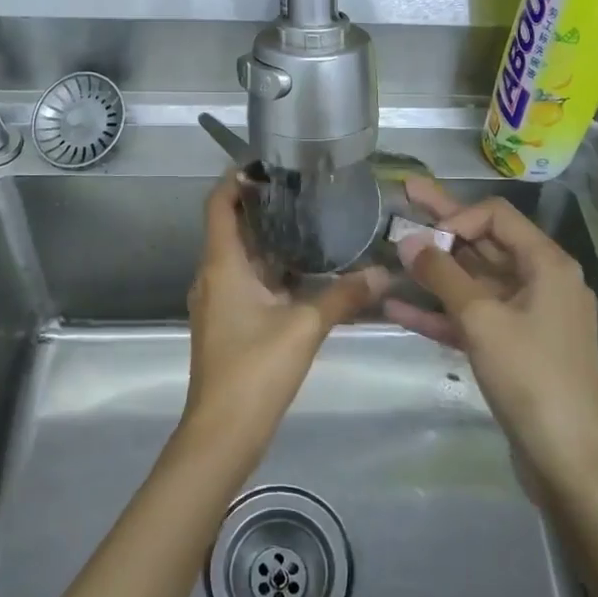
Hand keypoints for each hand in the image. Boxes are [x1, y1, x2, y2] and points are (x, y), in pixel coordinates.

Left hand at [183, 172, 387, 473]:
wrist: (222, 433)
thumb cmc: (255, 369)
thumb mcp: (305, 327)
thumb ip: (344, 296)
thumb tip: (384, 274)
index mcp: (222, 265)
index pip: (219, 204)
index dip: (236, 178)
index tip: (268, 163)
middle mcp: (213, 276)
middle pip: (230, 227)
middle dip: (261, 206)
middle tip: (302, 189)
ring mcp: (217, 302)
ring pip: (240, 257)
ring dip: (268, 239)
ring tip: (309, 222)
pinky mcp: (226, 323)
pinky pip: (245, 282)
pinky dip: (269, 270)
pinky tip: (303, 273)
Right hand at [386, 176, 597, 489]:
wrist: (569, 460)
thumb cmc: (531, 377)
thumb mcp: (482, 320)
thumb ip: (443, 275)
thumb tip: (408, 241)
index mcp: (547, 264)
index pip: (497, 216)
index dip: (457, 216)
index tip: (424, 239)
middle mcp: (542, 282)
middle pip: (485, 243)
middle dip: (443, 225)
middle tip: (404, 195)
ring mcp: (529, 316)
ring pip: (475, 282)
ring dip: (435, 272)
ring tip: (392, 253)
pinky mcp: (515, 347)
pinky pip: (475, 317)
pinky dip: (442, 312)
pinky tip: (399, 306)